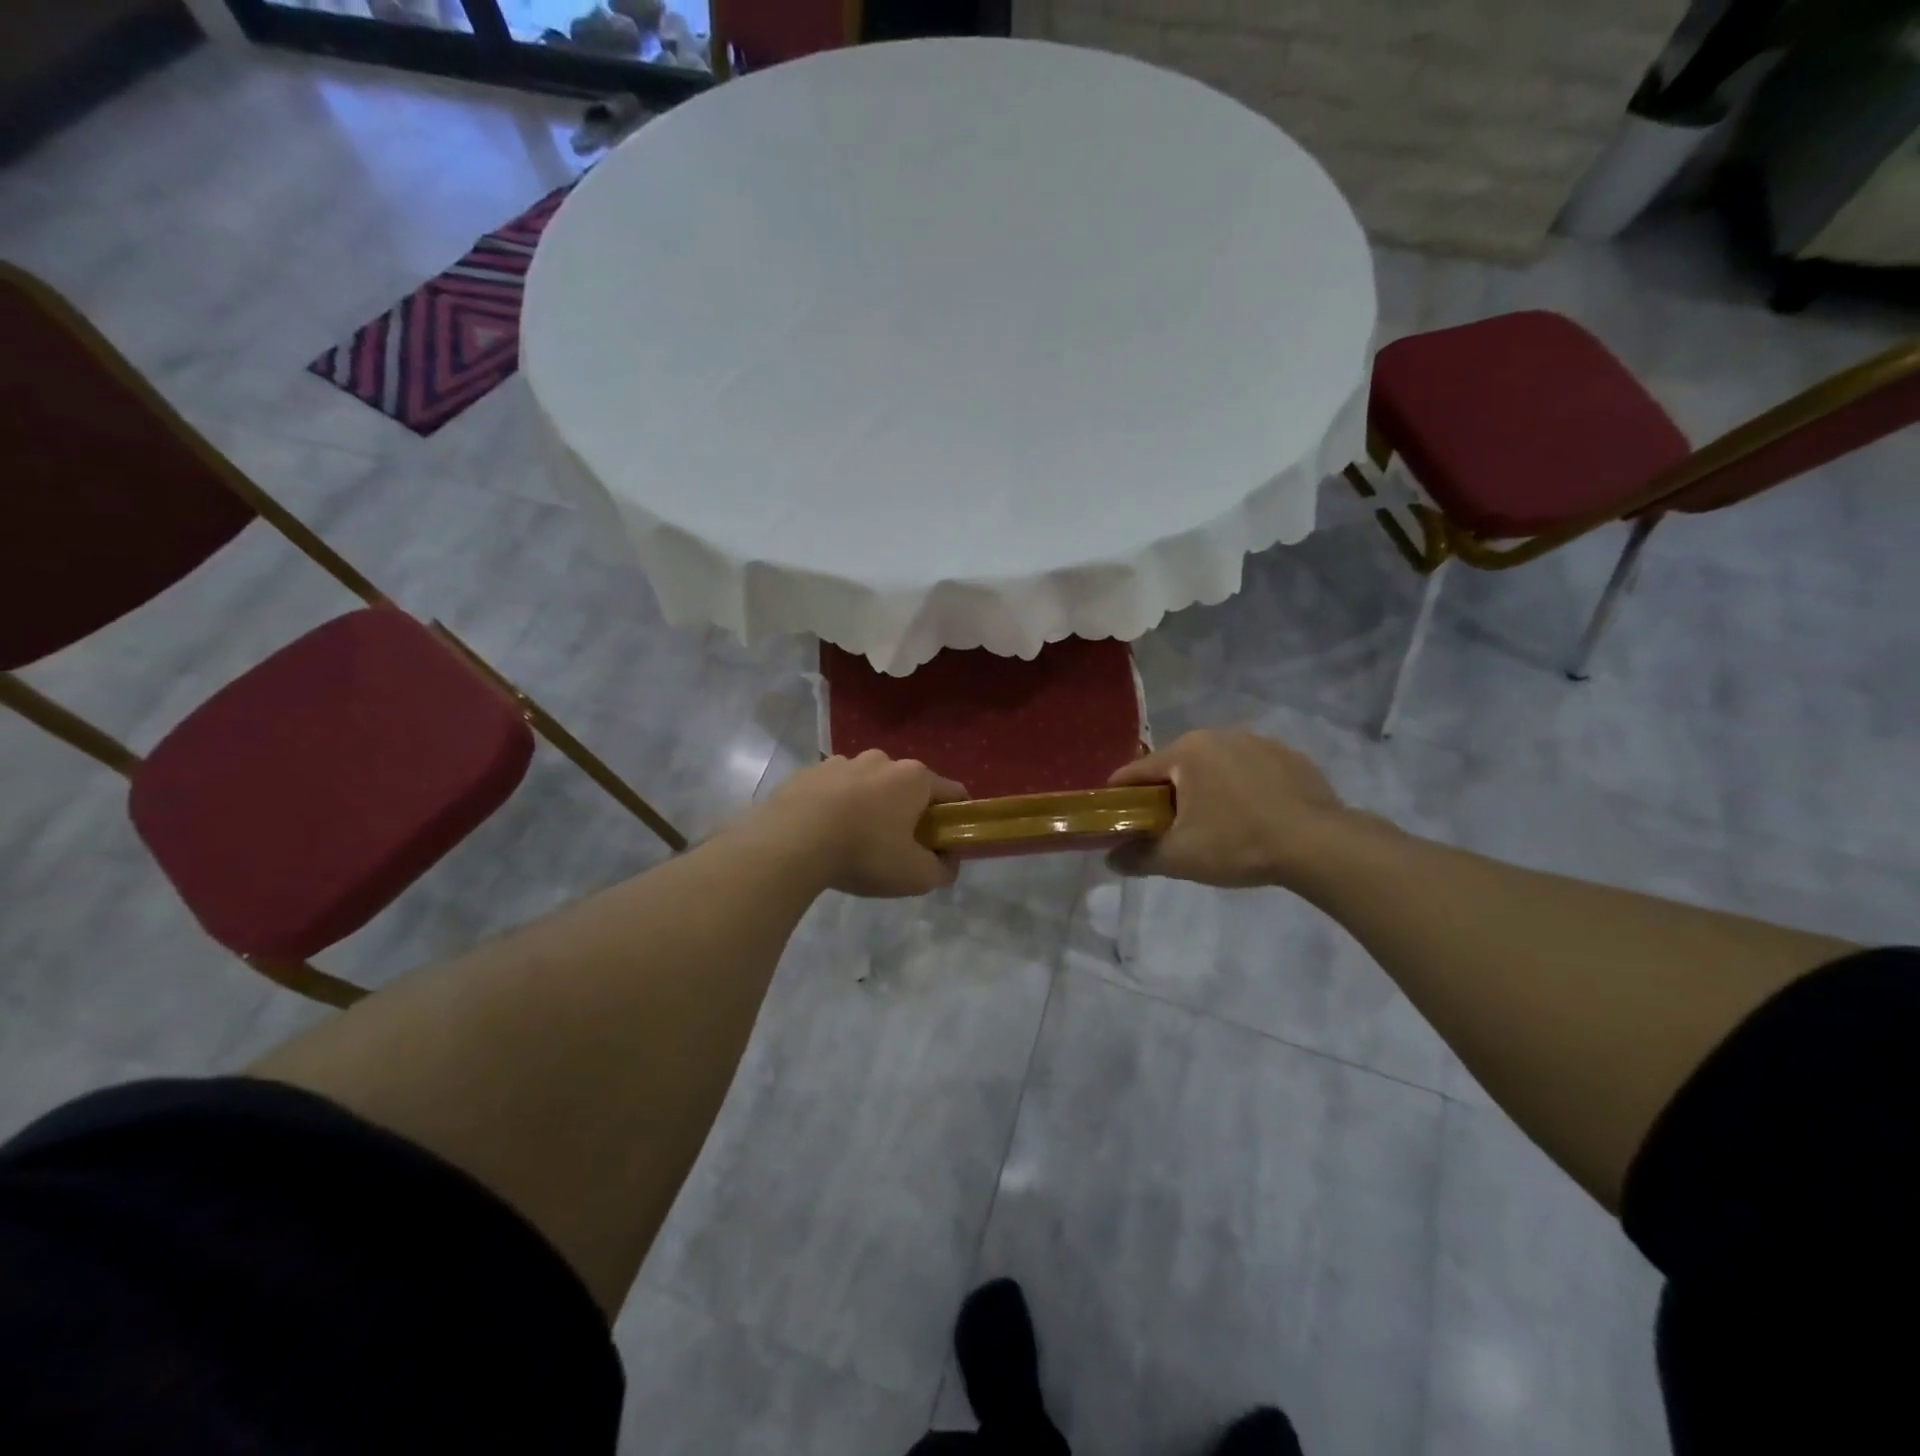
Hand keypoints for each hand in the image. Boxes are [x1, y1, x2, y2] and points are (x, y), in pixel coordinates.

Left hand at [755, 750, 967, 897]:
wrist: (789, 842)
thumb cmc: (864, 853)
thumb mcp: (916, 875)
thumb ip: (943, 870)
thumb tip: (948, 863)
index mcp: (914, 777)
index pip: (953, 792)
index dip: (955, 819)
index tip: (944, 844)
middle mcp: (881, 760)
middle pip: (908, 787)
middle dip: (908, 813)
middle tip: (897, 848)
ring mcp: (841, 762)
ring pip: (868, 786)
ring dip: (869, 807)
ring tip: (852, 842)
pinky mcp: (808, 772)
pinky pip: (833, 790)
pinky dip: (835, 807)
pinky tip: (823, 835)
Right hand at [1106, 728, 1354, 889]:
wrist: (1318, 845)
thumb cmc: (1237, 843)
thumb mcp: (1179, 857)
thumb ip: (1138, 856)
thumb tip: (1111, 859)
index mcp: (1186, 751)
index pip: (1136, 771)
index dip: (1121, 796)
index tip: (1116, 817)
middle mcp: (1218, 735)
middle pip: (1176, 767)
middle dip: (1167, 795)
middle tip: (1168, 829)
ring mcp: (1258, 742)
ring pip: (1215, 766)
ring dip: (1207, 790)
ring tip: (1215, 825)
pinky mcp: (1290, 756)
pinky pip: (1250, 771)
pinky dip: (1242, 789)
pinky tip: (1253, 817)